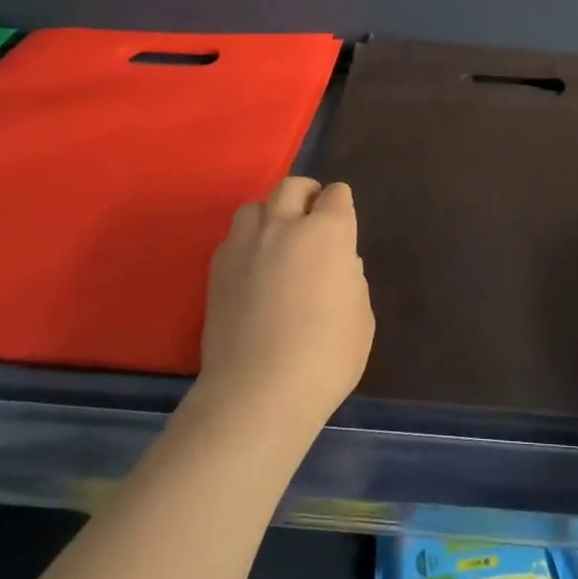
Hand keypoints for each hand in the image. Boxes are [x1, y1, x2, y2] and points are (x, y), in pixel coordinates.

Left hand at [195, 178, 373, 436]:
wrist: (258, 392)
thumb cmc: (326, 356)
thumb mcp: (361, 316)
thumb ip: (350, 278)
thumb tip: (338, 265)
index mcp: (328, 232)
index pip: (336, 194)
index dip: (341, 204)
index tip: (343, 221)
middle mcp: (285, 226)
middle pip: (291, 186)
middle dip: (305, 194)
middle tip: (312, 216)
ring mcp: (245, 246)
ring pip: (254, 206)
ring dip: (269, 214)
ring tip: (276, 239)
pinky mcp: (216, 270)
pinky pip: (232, 238)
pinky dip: (245, 242)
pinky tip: (252, 268)